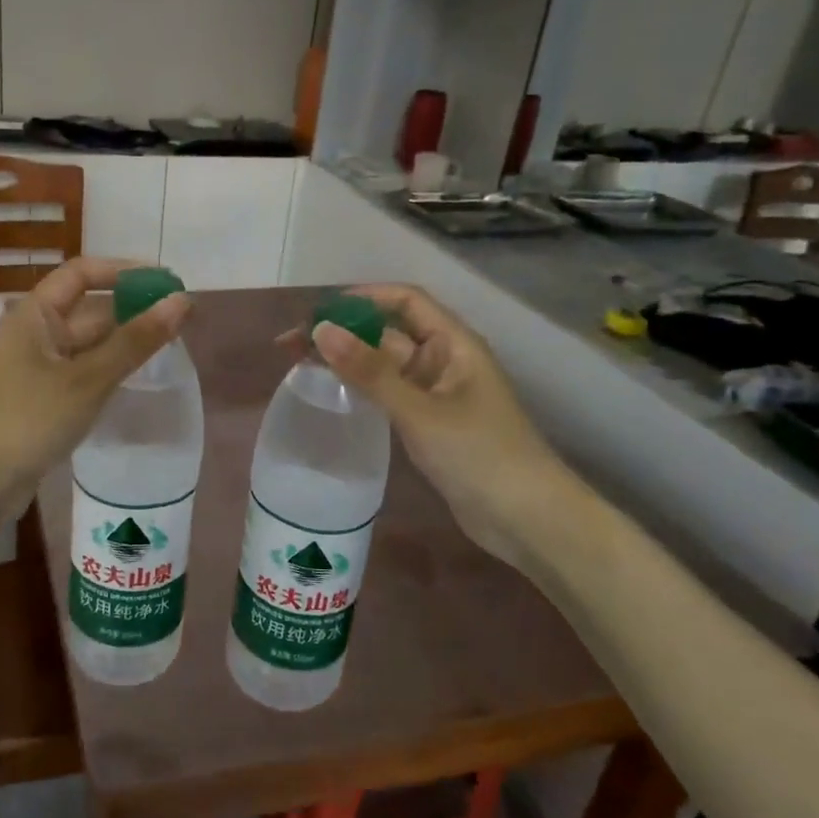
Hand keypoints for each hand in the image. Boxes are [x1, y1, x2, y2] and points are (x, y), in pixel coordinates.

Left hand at [0, 257, 191, 526]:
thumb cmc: (32, 418)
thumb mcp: (89, 378)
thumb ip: (137, 340)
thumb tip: (182, 301)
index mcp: (35, 313)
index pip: (82, 273)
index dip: (125, 271)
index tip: (166, 282)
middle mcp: (35, 331)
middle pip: (89, 308)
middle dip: (133, 310)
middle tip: (181, 320)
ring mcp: (38, 364)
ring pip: (89, 342)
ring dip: (124, 340)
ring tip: (170, 345)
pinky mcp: (44, 394)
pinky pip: (84, 369)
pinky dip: (110, 367)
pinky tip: (138, 375)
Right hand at [307, 284, 584, 573]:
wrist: (527, 520)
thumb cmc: (479, 455)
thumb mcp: (420, 411)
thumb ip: (369, 371)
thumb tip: (321, 330)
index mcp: (453, 344)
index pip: (405, 301)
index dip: (362, 298)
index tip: (318, 311)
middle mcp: (444, 361)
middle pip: (388, 332)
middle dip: (343, 331)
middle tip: (291, 343)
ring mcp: (436, 394)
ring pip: (384, 365)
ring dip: (347, 359)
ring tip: (299, 364)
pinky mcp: (428, 423)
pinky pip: (388, 393)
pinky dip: (359, 388)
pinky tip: (332, 394)